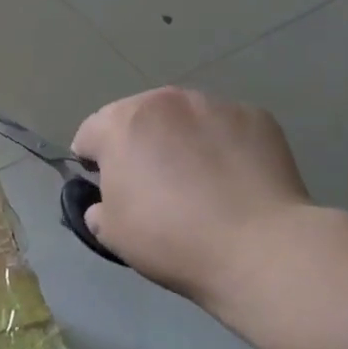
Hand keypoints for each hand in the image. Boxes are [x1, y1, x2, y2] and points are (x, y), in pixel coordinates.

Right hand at [72, 87, 316, 306]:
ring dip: (180, 139)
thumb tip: (107, 202)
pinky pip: (225, 127)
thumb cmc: (170, 238)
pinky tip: (233, 180)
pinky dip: (221, 145)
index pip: (89, 134)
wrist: (258, 247)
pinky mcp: (256, 116)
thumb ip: (97, 207)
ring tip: (198, 181)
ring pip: (183, 118)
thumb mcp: (110, 233)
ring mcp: (215, 104)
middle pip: (137, 117)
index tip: (107, 191)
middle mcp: (165, 101)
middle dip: (137, 144)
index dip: (92, 163)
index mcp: (120, 124)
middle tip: (153, 186)